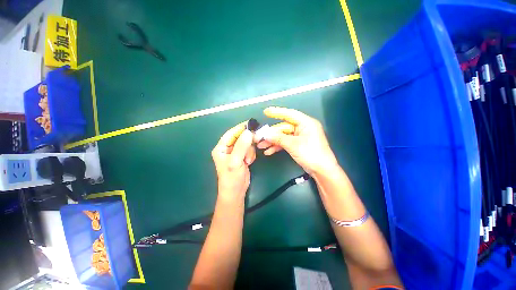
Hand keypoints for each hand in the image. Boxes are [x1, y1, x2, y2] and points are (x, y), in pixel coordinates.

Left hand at [212, 122, 255, 201]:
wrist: (236, 191)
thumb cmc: (231, 177)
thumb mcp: (235, 161)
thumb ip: (241, 146)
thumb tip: (248, 132)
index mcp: (221, 148)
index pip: (231, 133)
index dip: (240, 128)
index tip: (251, 124)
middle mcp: (228, 148)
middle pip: (240, 137)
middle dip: (247, 142)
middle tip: (256, 141)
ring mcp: (236, 152)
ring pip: (247, 143)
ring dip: (249, 151)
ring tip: (247, 160)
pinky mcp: (242, 156)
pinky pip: (249, 150)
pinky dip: (251, 155)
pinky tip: (249, 162)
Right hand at [255, 107, 337, 174]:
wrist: (322, 171)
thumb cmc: (311, 154)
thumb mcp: (293, 145)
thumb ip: (278, 138)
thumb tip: (265, 134)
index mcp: (306, 123)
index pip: (289, 114)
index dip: (277, 112)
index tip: (266, 111)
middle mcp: (303, 128)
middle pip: (284, 127)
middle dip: (271, 134)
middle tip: (259, 137)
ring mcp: (300, 137)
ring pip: (283, 136)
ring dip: (272, 141)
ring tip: (261, 146)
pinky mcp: (298, 145)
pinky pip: (286, 143)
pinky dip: (278, 146)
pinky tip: (269, 151)